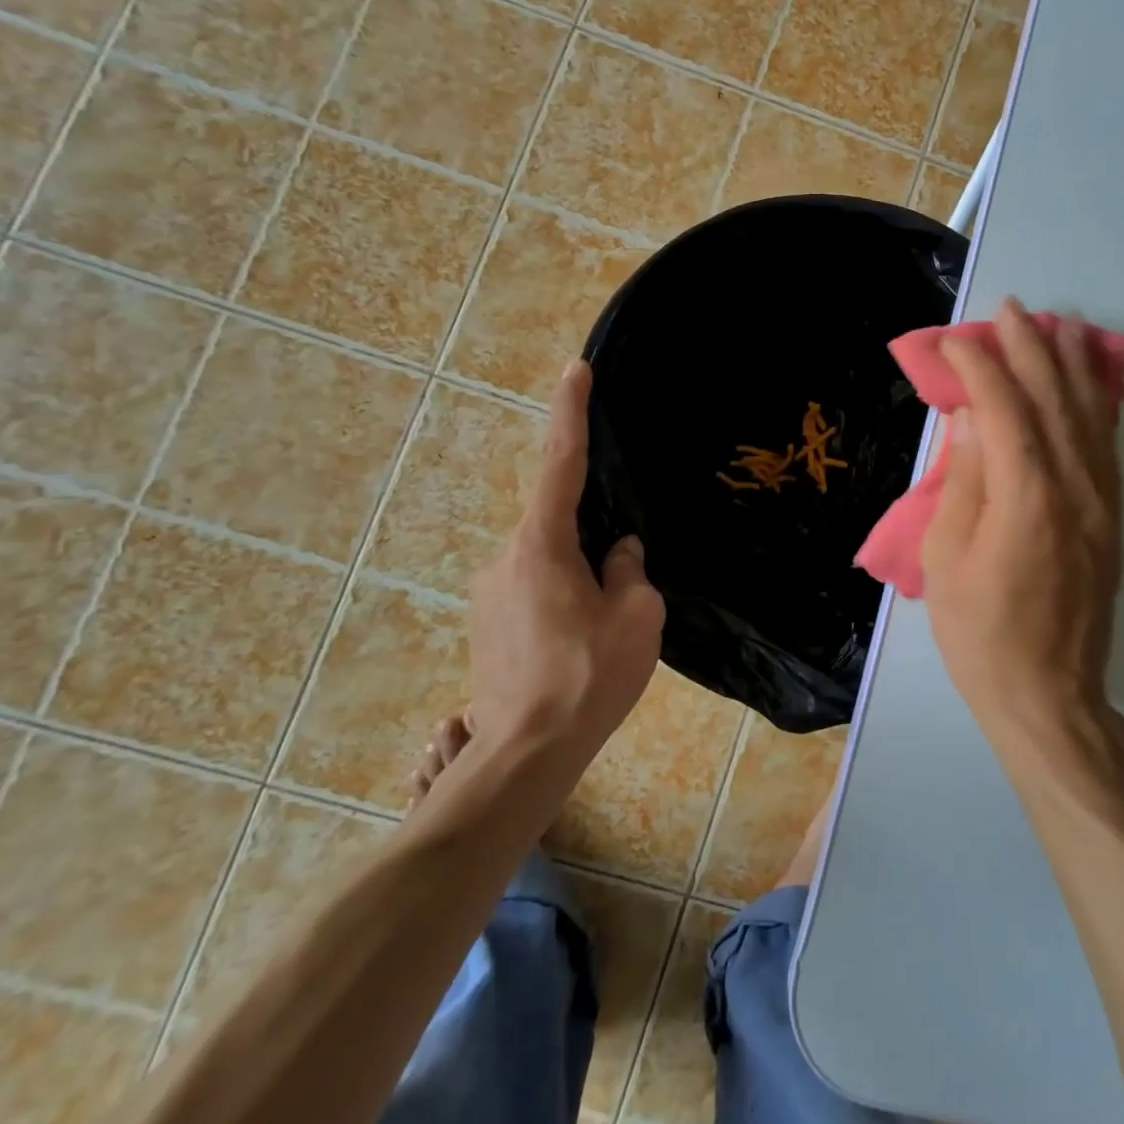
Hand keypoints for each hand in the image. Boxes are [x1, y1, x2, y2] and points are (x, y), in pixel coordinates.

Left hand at [467, 361, 664, 755]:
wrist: (525, 754)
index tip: (576, 369)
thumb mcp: (636, 616)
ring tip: (606, 618)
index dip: (570, 412)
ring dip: (578, 568)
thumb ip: (628, 570)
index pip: (561, 461)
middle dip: (590, 525)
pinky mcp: (487, 622)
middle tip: (622, 569)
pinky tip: (581, 636)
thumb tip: (618, 552)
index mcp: (542, 544)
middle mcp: (506, 556)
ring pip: (547, 557)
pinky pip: (533, 585)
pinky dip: (561, 591)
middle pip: (556, 516)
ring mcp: (490, 591)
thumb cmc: (589, 676)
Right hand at [921, 299, 1123, 738]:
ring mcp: (1102, 502)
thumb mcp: (948, 557)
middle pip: (1054, 399)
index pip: (1005, 407)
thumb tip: (973, 418)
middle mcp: (1074, 487)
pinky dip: (1098, 404)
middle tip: (1013, 309)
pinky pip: (1108, 446)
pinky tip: (1092, 384)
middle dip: (1032, 347)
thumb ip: (964, 480)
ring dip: (1075, 365)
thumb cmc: (981, 632)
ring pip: (1091, 415)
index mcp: (1026, 496)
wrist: (1048, 696)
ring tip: (1064, 325)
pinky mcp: (1112, 519)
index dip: (979, 367)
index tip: (954, 342)